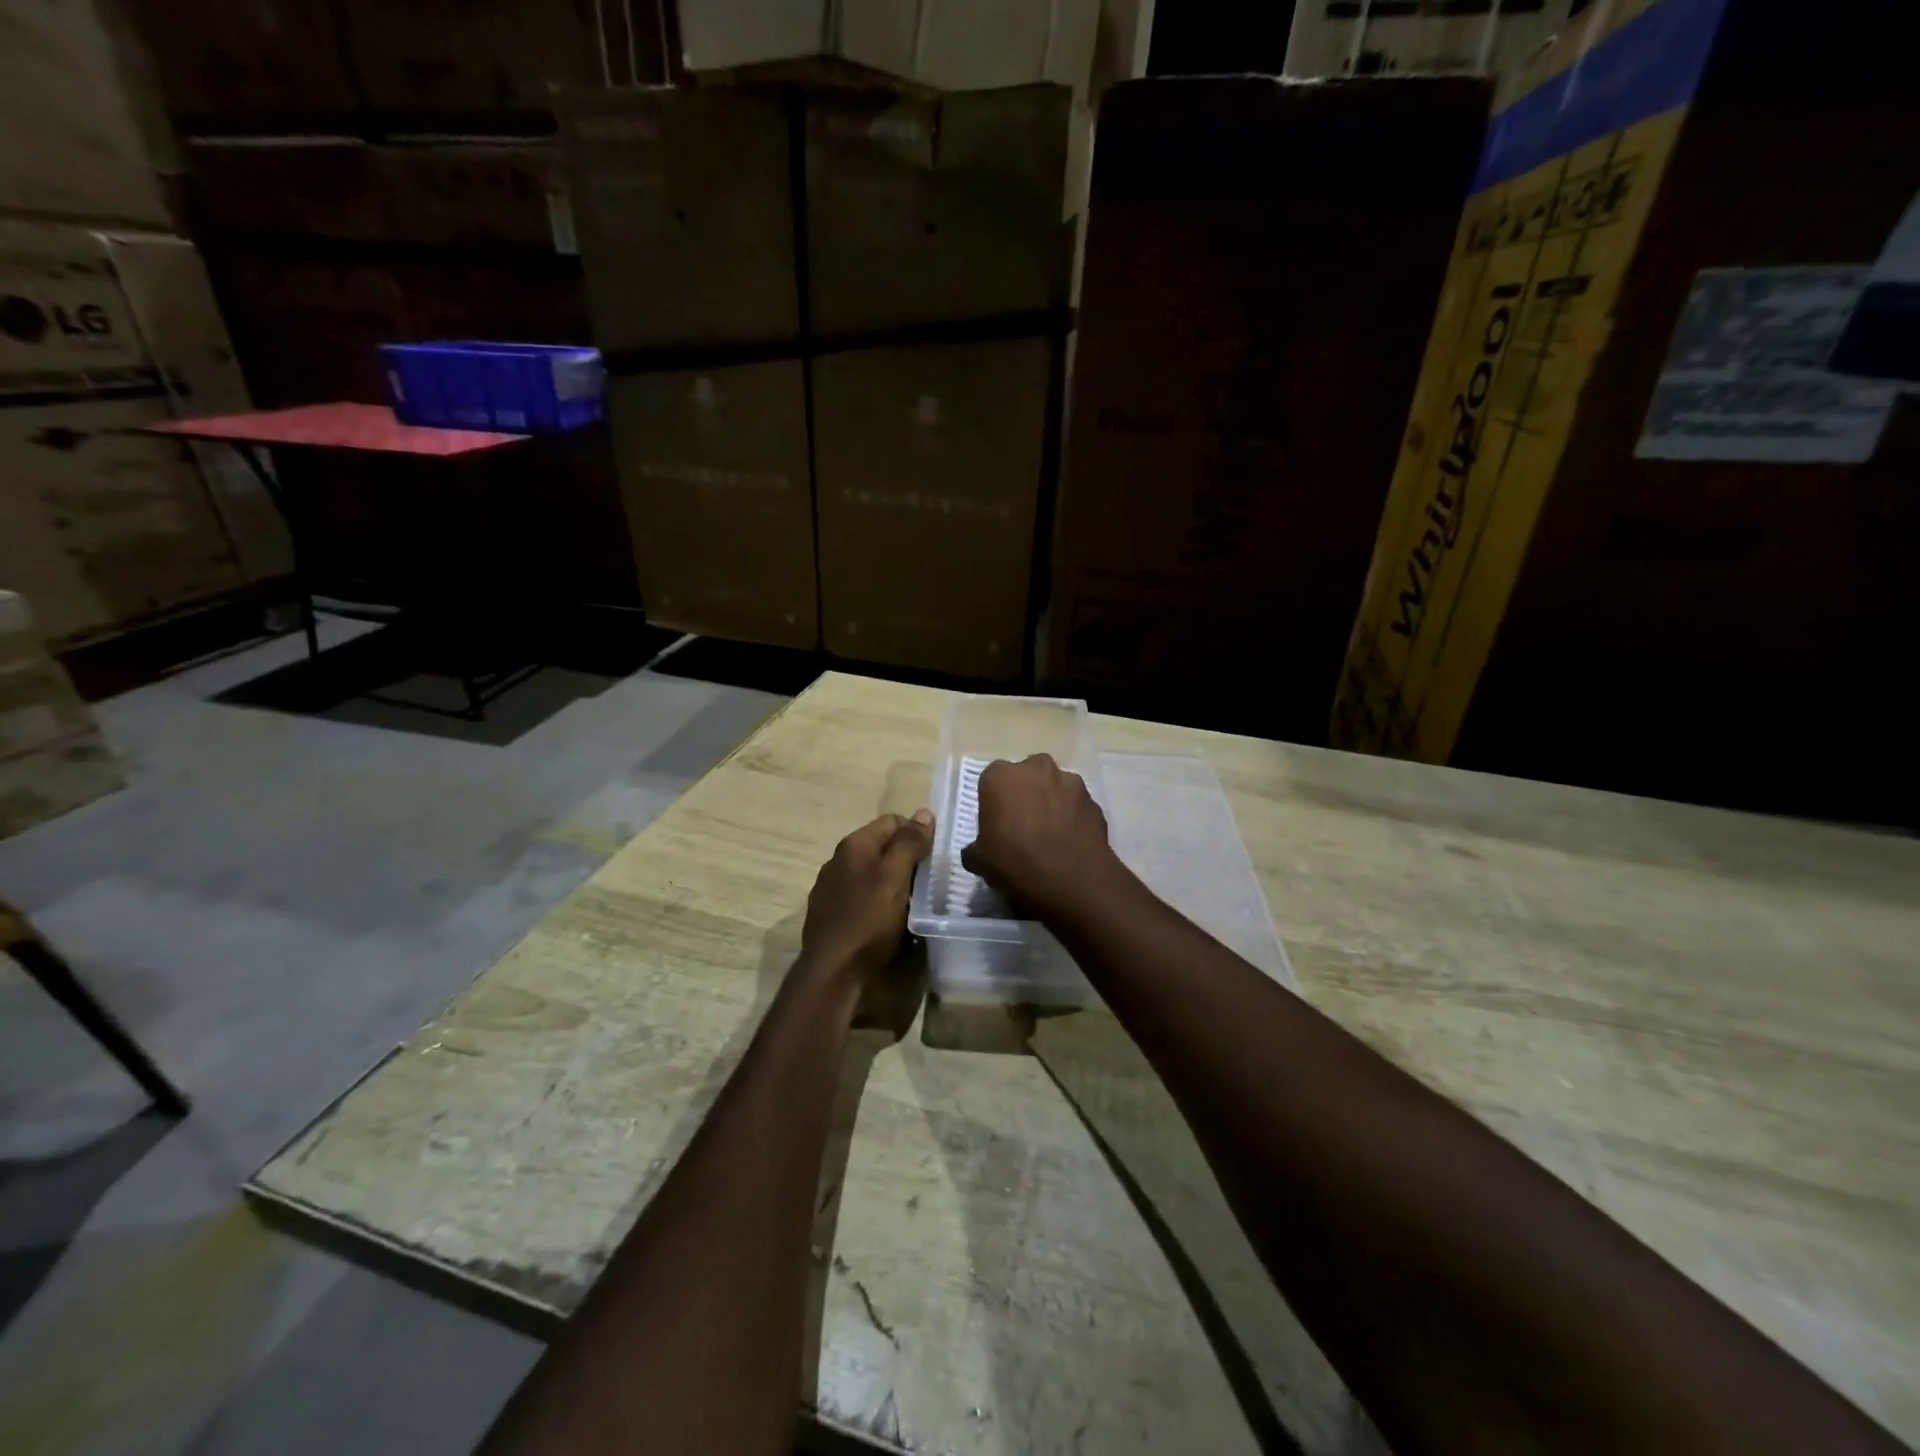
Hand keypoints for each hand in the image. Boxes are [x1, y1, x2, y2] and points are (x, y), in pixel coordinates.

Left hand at [800, 810, 934, 979]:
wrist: (833, 971)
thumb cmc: (868, 920)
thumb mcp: (895, 877)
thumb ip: (909, 843)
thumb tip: (924, 812)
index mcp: (854, 845)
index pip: (892, 820)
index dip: (916, 833)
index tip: (933, 856)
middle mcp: (838, 860)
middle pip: (881, 847)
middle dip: (906, 859)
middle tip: (928, 881)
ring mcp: (831, 887)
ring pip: (871, 872)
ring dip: (893, 881)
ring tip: (912, 901)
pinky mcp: (830, 913)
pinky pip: (861, 895)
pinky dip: (877, 900)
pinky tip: (887, 919)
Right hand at [961, 754, 1117, 914]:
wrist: (1071, 879)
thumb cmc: (1015, 862)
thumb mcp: (979, 861)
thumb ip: (975, 848)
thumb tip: (976, 851)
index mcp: (1000, 776)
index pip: (991, 781)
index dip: (994, 802)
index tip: (996, 825)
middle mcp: (1035, 768)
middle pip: (1026, 776)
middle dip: (1024, 795)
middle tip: (1023, 826)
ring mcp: (1069, 781)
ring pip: (1054, 787)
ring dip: (1051, 803)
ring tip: (1050, 835)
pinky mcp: (1093, 800)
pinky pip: (1075, 806)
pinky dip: (1072, 817)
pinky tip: (1069, 842)